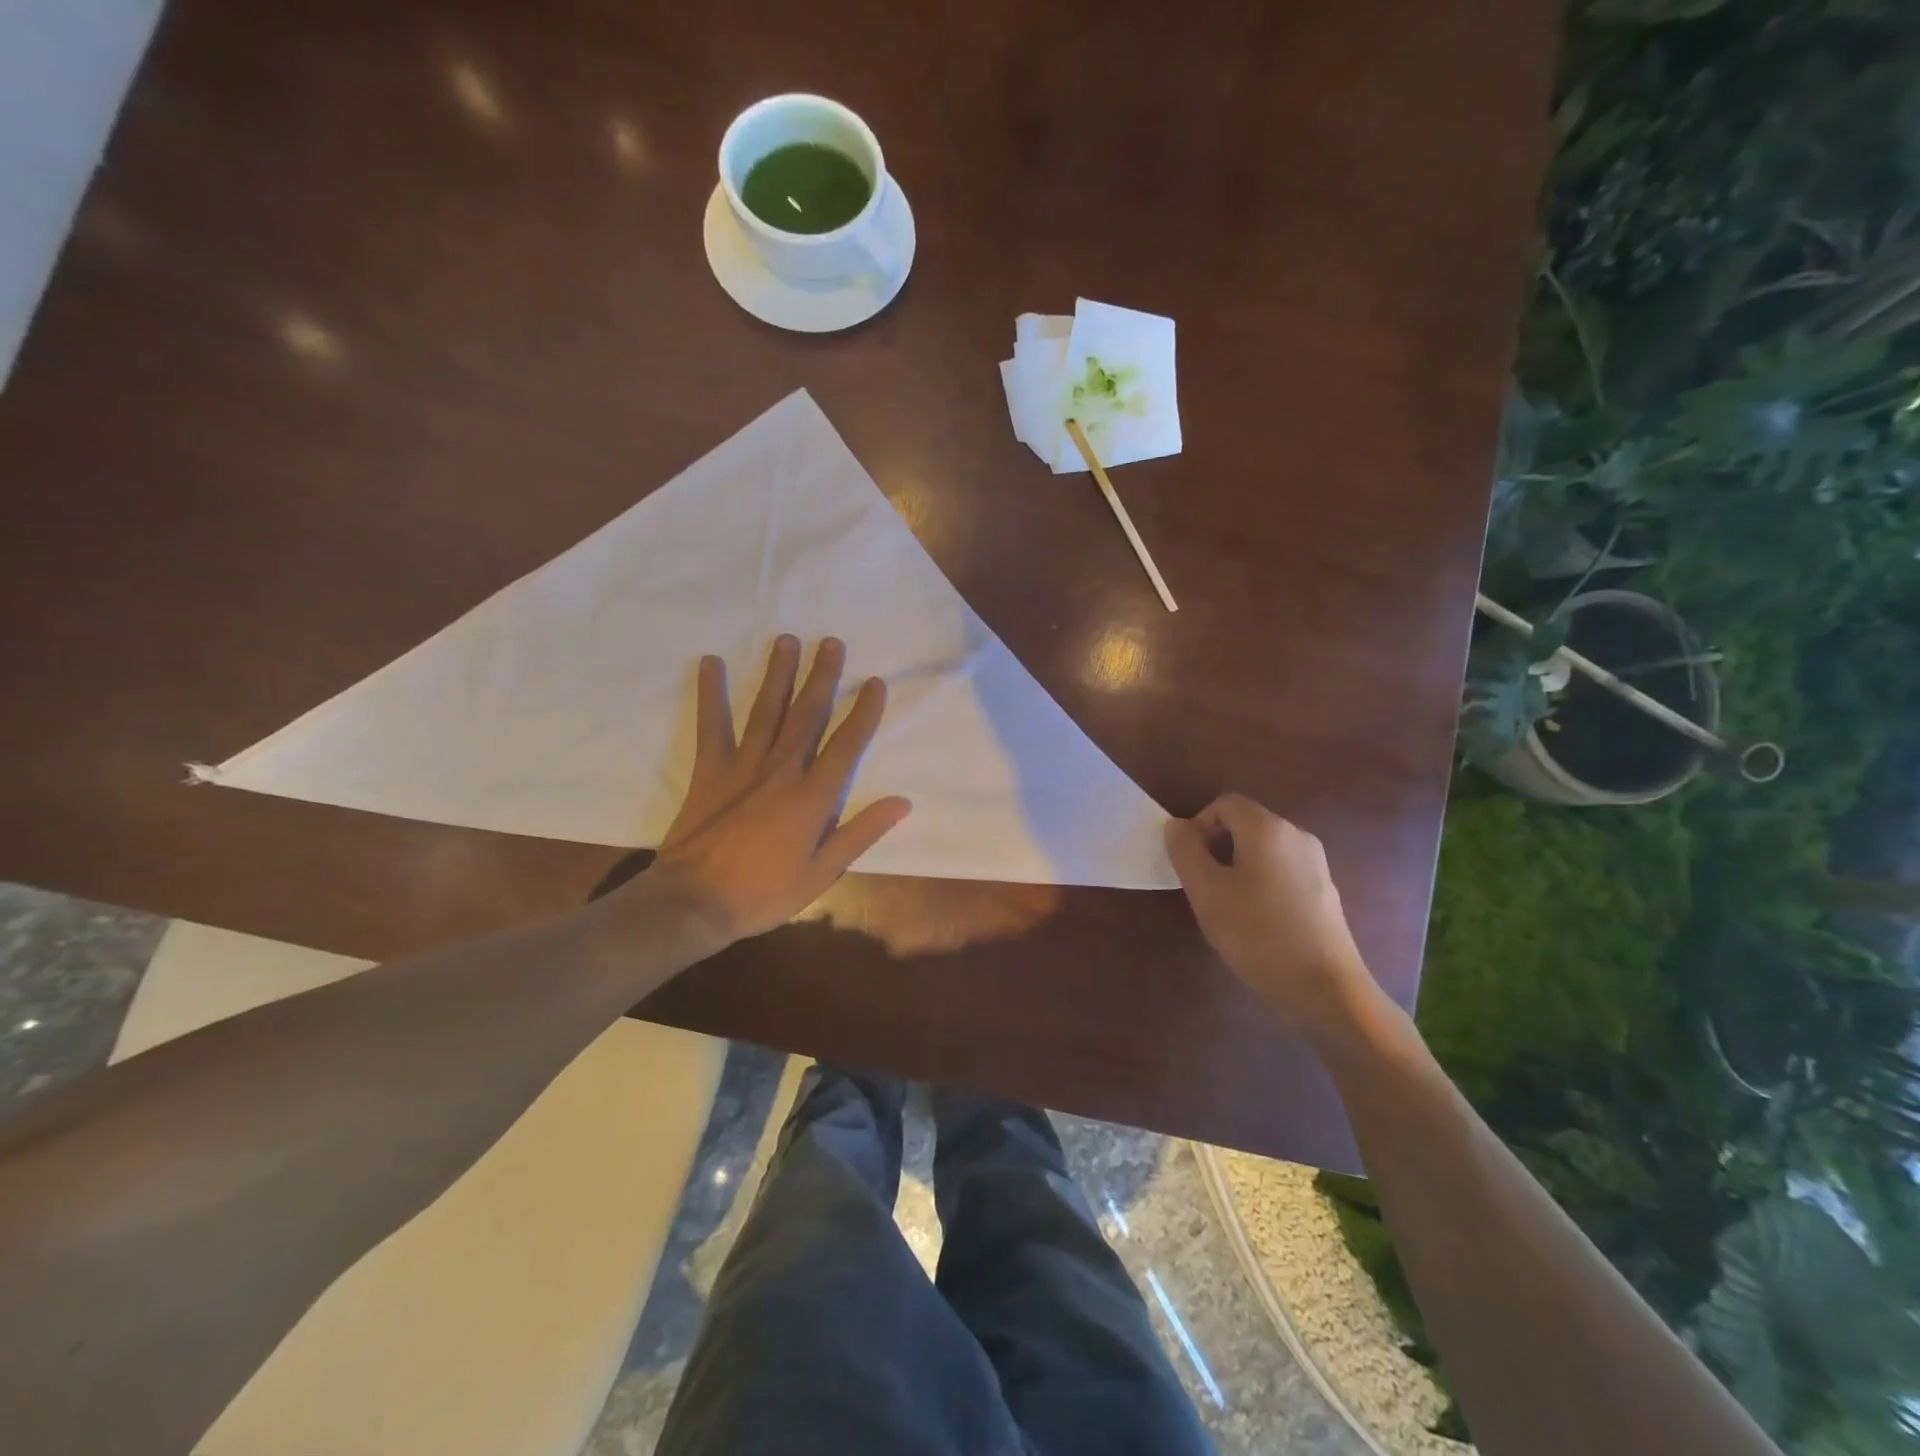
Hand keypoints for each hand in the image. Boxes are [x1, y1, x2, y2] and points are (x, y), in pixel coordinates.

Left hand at [646, 635, 910, 942]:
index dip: (863, 712)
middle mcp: (782, 770)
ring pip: (767, 711)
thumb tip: (902, 802)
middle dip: (822, 677)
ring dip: (779, 674)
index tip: (875, 683)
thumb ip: (861, 833)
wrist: (695, 904)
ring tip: (787, 640)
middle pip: (807, 715)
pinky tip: (712, 663)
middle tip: (831, 643)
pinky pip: (712, 725)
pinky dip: (712, 694)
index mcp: (813, 797)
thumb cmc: (764, 893)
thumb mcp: (823, 874)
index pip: (846, 745)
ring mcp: (743, 766)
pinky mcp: (710, 770)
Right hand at [1164, 794, 1376, 1037]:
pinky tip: (1258, 921)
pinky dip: (1262, 882)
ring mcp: (1316, 863)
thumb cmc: (1257, 935)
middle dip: (1217, 848)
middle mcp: (1297, 835)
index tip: (1190, 864)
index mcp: (1268, 829)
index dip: (1199, 826)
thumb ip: (1185, 851)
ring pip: (1263, 849)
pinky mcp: (1325, 890)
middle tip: (1204, 888)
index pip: (1224, 804)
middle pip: (1245, 824)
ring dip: (1238, 867)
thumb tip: (1176, 825)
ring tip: (1229, 908)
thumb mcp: (1206, 892)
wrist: (1325, 989)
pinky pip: (1282, 870)